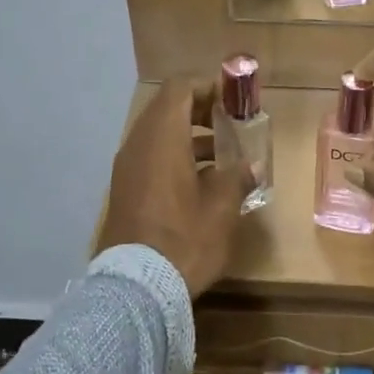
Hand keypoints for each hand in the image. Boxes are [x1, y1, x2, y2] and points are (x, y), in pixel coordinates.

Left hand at [99, 79, 254, 297]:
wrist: (137, 285)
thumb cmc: (185, 238)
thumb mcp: (222, 208)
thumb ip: (237, 177)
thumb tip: (250, 166)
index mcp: (162, 137)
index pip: (180, 88)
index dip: (207, 87)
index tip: (233, 100)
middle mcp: (138, 144)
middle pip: (166, 109)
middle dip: (199, 111)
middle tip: (229, 125)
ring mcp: (126, 168)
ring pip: (157, 136)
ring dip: (187, 138)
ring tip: (220, 156)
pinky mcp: (123, 190)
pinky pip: (149, 159)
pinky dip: (173, 158)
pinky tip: (198, 183)